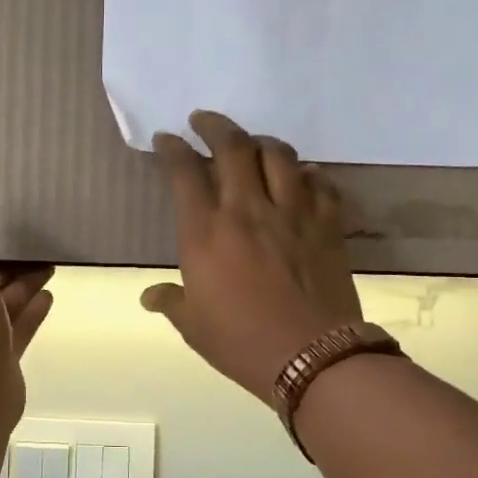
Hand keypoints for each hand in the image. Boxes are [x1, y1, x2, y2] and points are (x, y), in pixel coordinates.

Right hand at [142, 111, 363, 397]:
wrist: (312, 358)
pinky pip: (320, 183)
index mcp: (205, 233)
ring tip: (251, 143)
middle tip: (203, 119)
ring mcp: (292, 213)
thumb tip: (150, 296)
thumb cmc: (241, 343)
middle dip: (214, 125)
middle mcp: (247, 210)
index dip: (172, 149)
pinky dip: (307, 173)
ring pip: (279, 155)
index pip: (184, 173)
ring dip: (261, 141)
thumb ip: (171, 302)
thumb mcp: (193, 326)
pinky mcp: (327, 224)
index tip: (166, 138)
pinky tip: (301, 177)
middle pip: (232, 147)